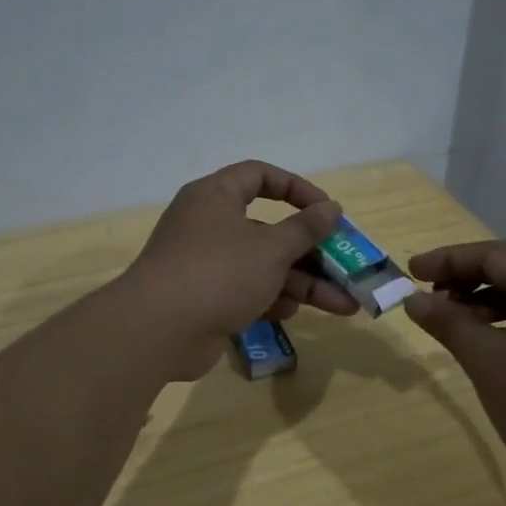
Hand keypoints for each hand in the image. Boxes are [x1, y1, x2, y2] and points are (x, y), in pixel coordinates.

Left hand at [124, 160, 357, 378]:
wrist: (159, 330)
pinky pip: (245, 292)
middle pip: (269, 231)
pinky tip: (291, 314)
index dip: (296, 189)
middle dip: (311, 253)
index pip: (259, 176)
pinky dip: (270, 300)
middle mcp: (208, 225)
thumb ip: (305, 228)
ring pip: (262, 267)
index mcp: (216, 197)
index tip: (326, 210)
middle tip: (347, 268)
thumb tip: (331, 208)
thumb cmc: (219, 272)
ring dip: (302, 284)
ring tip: (343, 305)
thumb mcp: (271, 248)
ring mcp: (205, 265)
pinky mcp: (204, 299)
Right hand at [402, 239, 505, 500]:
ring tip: (458, 322)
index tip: (410, 272)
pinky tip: (496, 344)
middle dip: (471, 274)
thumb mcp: (487, 361)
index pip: (493, 254)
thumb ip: (449, 323)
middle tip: (434, 294)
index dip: (447, 261)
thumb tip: (415, 300)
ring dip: (492, 297)